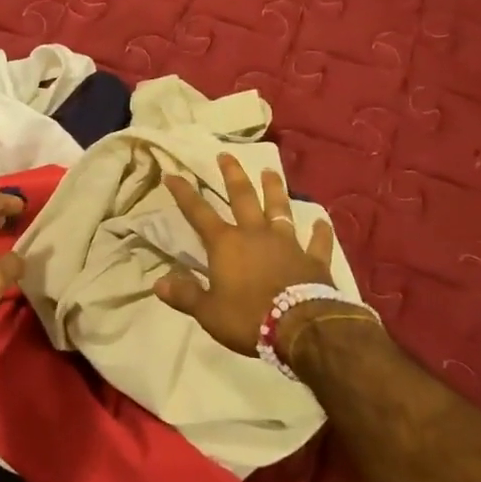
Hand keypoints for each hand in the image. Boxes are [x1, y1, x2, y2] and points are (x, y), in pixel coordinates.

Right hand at [155, 154, 335, 355]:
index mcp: (226, 244)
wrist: (300, 327)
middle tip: (225, 154)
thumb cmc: (248, 318)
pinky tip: (323, 221)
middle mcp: (255, 234)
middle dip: (232, 175)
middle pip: (243, 197)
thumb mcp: (209, 312)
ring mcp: (286, 243)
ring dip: (274, 189)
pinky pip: (318, 242)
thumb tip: (157, 283)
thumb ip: (185, 295)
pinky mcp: (313, 259)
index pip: (198, 213)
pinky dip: (321, 232)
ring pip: (279, 209)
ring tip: (270, 170)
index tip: (172, 173)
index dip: (184, 193)